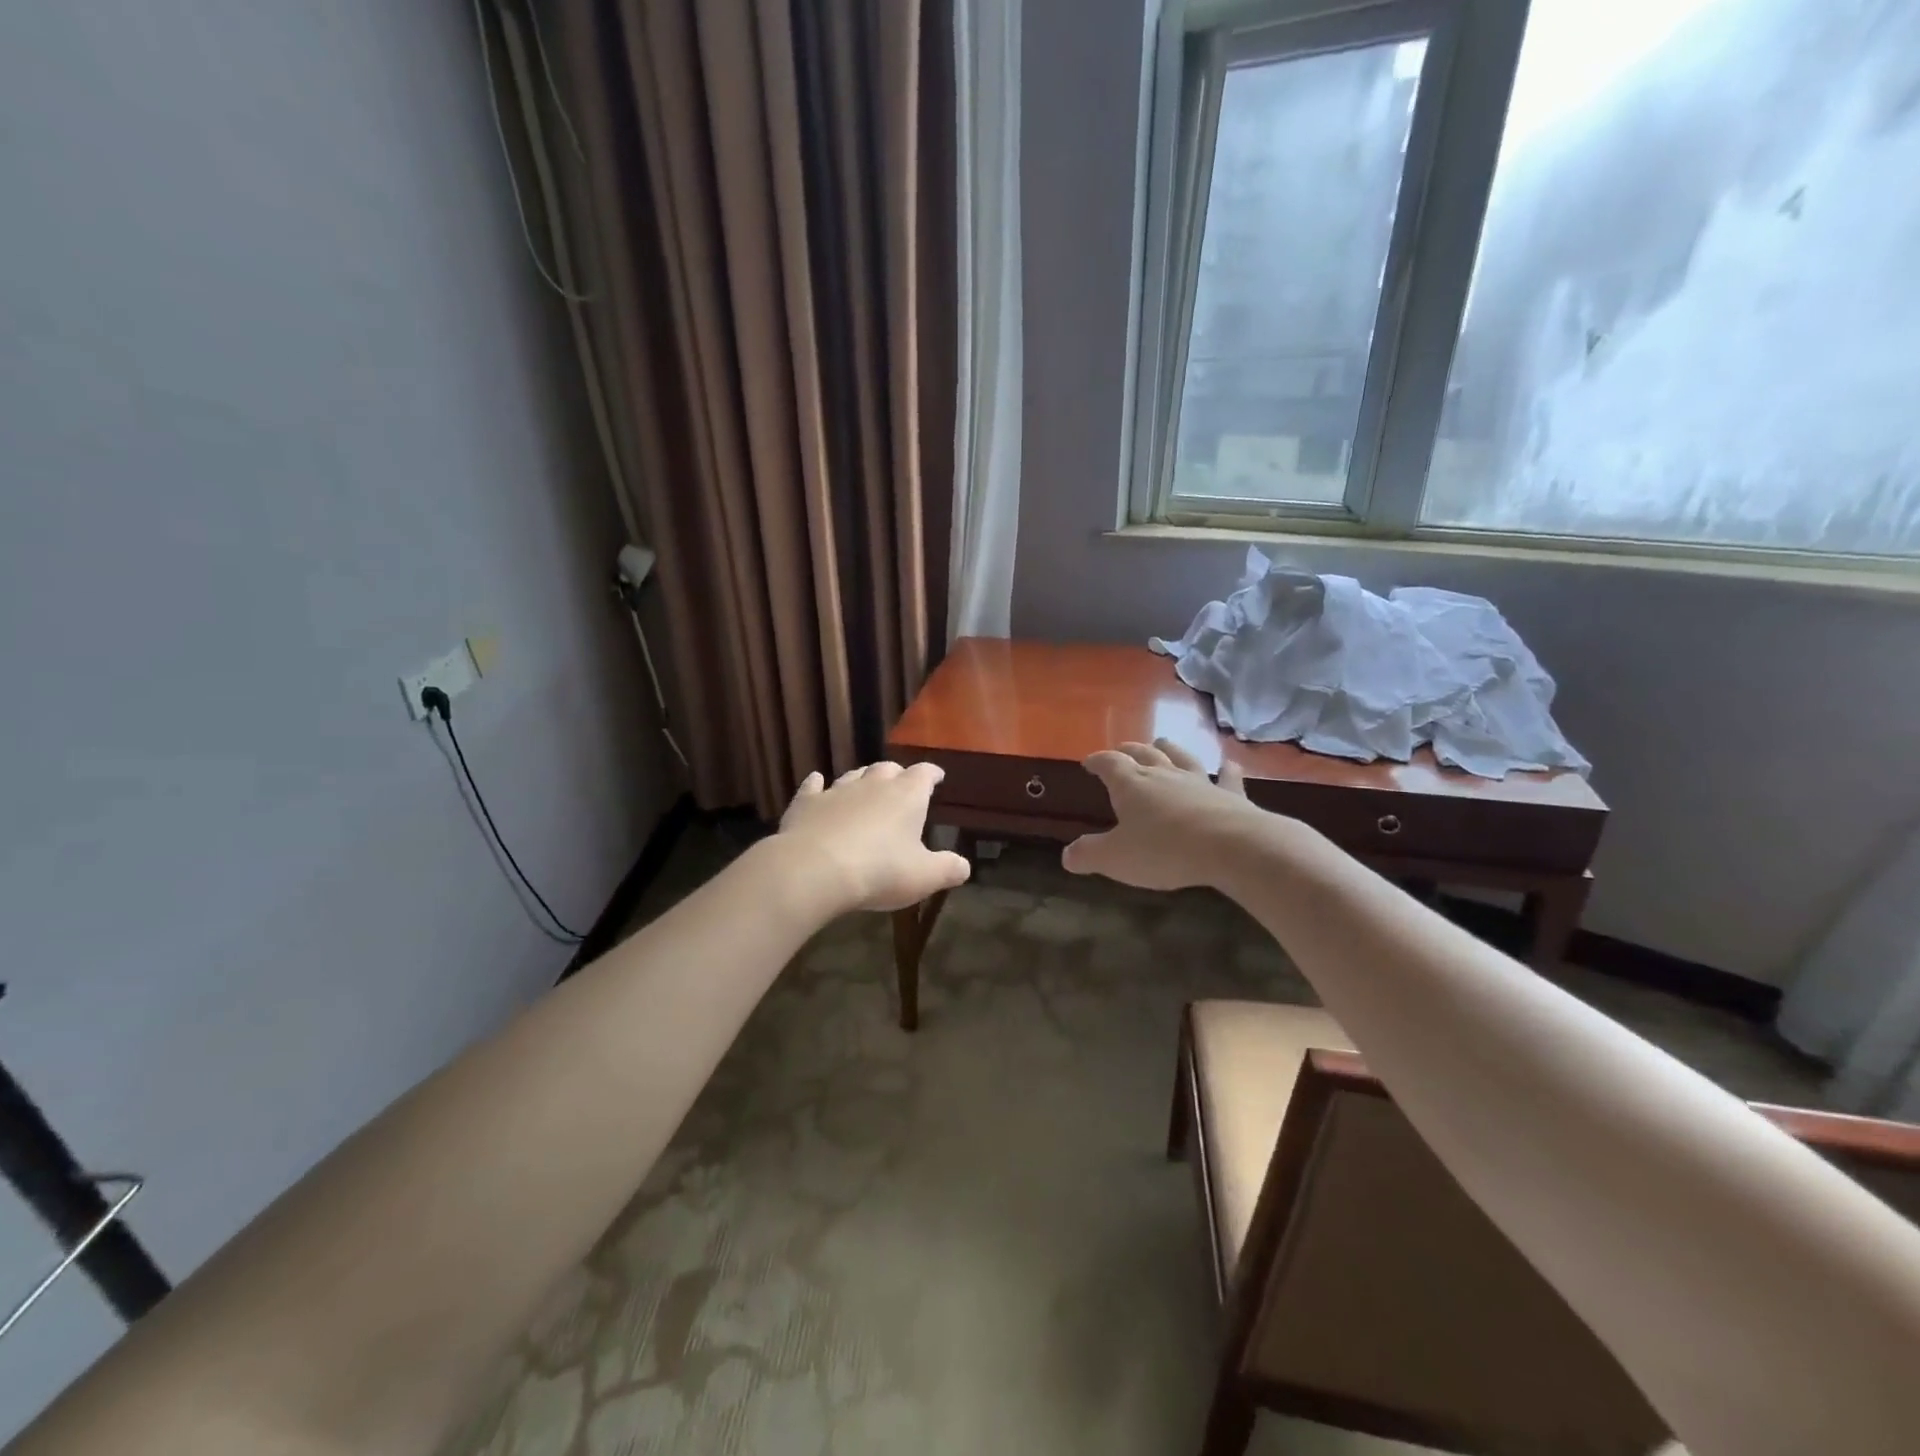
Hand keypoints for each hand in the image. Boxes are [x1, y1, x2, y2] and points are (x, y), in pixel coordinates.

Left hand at [778, 761, 970, 912]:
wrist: (815, 870)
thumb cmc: (880, 871)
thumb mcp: (924, 877)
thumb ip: (948, 869)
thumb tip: (964, 867)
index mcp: (906, 796)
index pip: (924, 774)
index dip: (932, 774)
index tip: (937, 776)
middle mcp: (873, 785)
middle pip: (888, 769)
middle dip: (897, 775)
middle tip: (901, 785)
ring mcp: (837, 791)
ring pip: (853, 775)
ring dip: (862, 779)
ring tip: (866, 786)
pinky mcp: (807, 804)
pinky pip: (813, 787)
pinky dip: (817, 784)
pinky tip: (816, 782)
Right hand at [1063, 739, 1260, 890]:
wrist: (1230, 846)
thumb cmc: (1163, 850)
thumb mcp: (1115, 859)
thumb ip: (1089, 854)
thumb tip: (1066, 855)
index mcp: (1131, 784)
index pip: (1109, 763)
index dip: (1097, 761)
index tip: (1088, 763)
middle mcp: (1163, 774)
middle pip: (1143, 753)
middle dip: (1129, 751)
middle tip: (1122, 751)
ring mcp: (1199, 781)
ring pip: (1180, 757)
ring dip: (1169, 749)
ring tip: (1162, 744)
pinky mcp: (1230, 795)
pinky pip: (1227, 777)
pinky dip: (1226, 770)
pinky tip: (1229, 764)